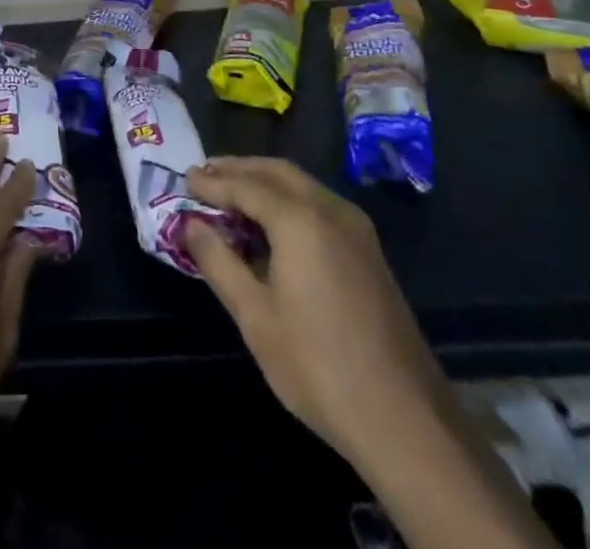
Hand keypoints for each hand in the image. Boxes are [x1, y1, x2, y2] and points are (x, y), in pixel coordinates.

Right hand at [185, 156, 441, 470]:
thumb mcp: (255, 316)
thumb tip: (190, 225)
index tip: (184, 179)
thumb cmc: (318, 367)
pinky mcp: (368, 249)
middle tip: (204, 175)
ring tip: (230, 193)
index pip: (245, 185)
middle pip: (276, 171)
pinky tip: (270, 222)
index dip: (212, 182)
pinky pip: (318, 203)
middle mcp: (330, 209)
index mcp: (300, 219)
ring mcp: (356, 227)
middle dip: (238, 169)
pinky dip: (287, 198)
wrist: (405, 420)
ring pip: (301, 184)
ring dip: (263, 181)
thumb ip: (218, 261)